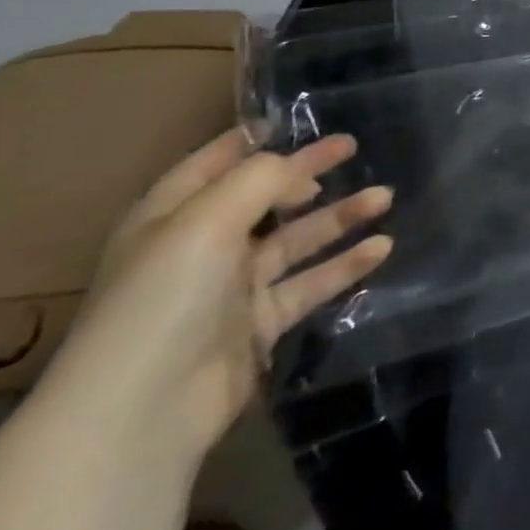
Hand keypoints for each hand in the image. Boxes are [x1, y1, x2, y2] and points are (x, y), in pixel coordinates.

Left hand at [36, 129, 393, 464]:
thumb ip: (259, 180)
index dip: (253, 141)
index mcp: (171, 216)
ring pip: (296, 240)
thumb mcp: (206, 220)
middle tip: (353, 148)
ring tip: (385, 196)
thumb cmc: (165, 297)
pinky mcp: (259, 325)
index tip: (298, 121)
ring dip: (339, 217)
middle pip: (265, 198)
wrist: (143, 409)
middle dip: (309, 172)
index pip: (214, 163)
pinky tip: (382, 248)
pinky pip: (310, 284)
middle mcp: (200, 247)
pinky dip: (344, 265)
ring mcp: (230, 289)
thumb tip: (297, 164)